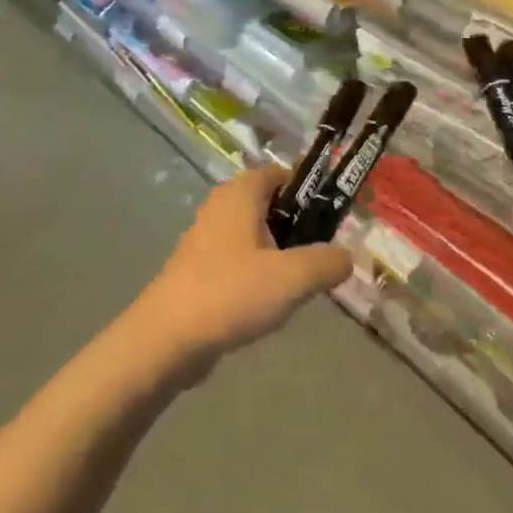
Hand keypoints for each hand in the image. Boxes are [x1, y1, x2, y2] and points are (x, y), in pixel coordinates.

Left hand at [130, 165, 352, 380]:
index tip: (334, 217)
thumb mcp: (292, 277)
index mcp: (241, 193)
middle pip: (270, 205)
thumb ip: (327, 262)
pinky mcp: (198, 268)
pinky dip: (258, 273)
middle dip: (298, 227)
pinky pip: (239, 260)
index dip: (310, 190)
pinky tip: (270, 303)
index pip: (281, 174)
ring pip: (255, 235)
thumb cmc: (231, 292)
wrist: (167, 338)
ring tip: (301, 283)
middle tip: (322, 255)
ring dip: (279, 254)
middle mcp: (221, 206)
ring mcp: (206, 237)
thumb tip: (346, 257)